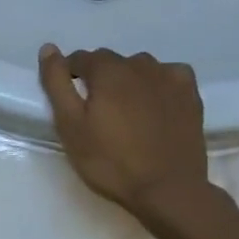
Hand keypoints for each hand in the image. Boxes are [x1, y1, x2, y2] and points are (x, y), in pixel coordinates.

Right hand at [39, 44, 210, 220]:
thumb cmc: (111, 161)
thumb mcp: (70, 125)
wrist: (167, 190)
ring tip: (127, 112)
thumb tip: (48, 48)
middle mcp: (139, 64)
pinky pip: (169, 75)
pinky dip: (158, 84)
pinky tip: (156, 105)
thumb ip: (56, 83)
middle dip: (100, 79)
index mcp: (107, 69)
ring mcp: (169, 77)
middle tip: (98, 113)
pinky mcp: (190, 94)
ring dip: (128, 80)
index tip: (72, 103)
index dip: (70, 77)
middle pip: (110, 62)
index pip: (80, 59)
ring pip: (139, 68)